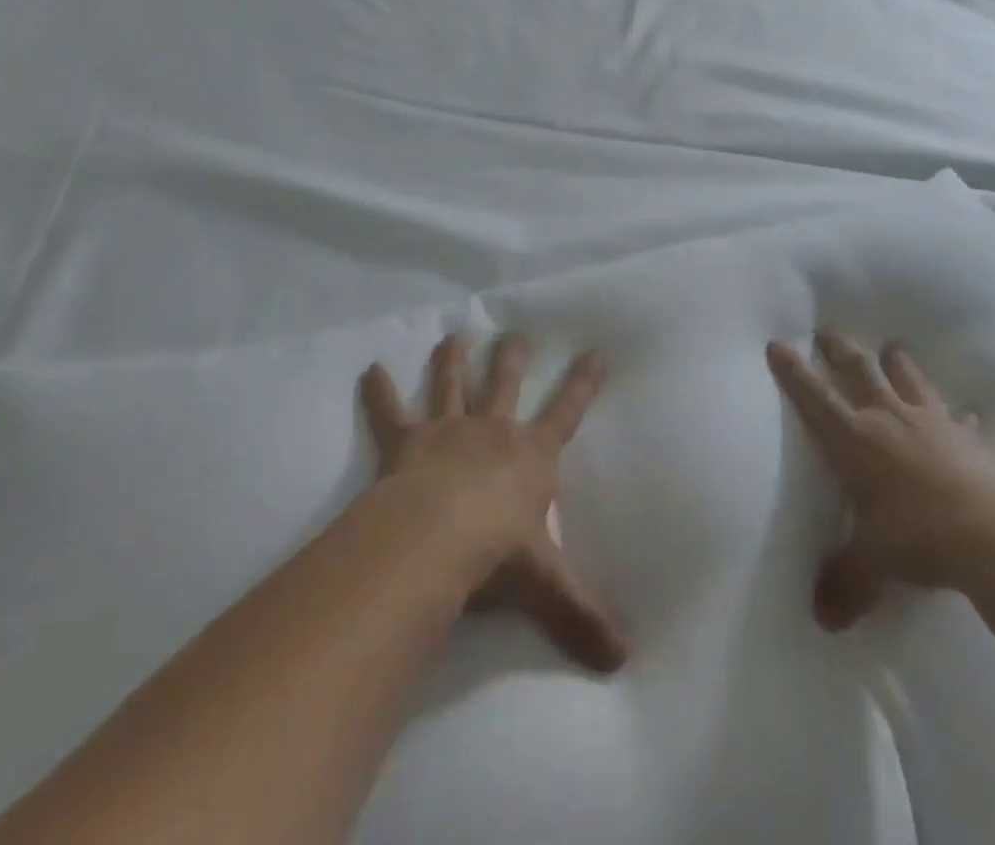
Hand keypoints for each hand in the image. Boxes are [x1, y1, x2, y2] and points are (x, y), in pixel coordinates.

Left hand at [360, 333, 628, 673]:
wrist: (431, 541)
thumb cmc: (494, 555)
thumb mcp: (545, 586)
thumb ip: (581, 617)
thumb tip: (624, 661)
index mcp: (529, 455)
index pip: (567, 411)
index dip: (582, 382)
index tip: (595, 350)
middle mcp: (491, 432)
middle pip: (505, 383)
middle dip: (513, 357)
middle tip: (516, 333)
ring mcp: (447, 431)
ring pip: (451, 385)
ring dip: (452, 360)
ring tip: (455, 335)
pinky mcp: (405, 443)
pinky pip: (390, 413)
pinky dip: (379, 392)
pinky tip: (370, 370)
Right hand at [768, 331, 994, 630]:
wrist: (994, 535)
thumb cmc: (916, 537)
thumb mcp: (872, 563)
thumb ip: (845, 582)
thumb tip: (822, 618)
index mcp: (854, 439)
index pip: (813, 397)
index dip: (793, 371)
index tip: (778, 343)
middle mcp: (888, 418)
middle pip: (858, 371)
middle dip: (839, 350)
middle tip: (828, 330)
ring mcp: (932, 422)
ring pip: (908, 379)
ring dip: (897, 362)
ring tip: (891, 346)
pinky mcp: (969, 438)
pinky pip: (959, 419)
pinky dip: (958, 416)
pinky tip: (965, 414)